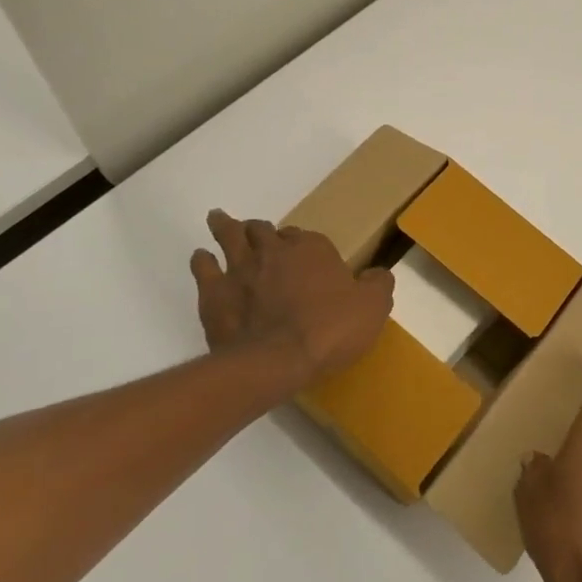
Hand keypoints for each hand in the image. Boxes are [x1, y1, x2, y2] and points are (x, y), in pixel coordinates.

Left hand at [190, 210, 393, 390]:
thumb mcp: (372, 308)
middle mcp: (274, 250)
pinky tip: (202, 259)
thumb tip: (379, 274)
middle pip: (262, 229)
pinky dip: (203, 260)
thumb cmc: (330, 330)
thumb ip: (378, 285)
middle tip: (256, 231)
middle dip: (259, 229)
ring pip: (229, 236)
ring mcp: (240, 268)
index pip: (303, 235)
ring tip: (219, 221)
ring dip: (225, 227)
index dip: (299, 242)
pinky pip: (203, 266)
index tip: (299, 250)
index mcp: (312, 249)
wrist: (278, 360)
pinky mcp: (214, 292)